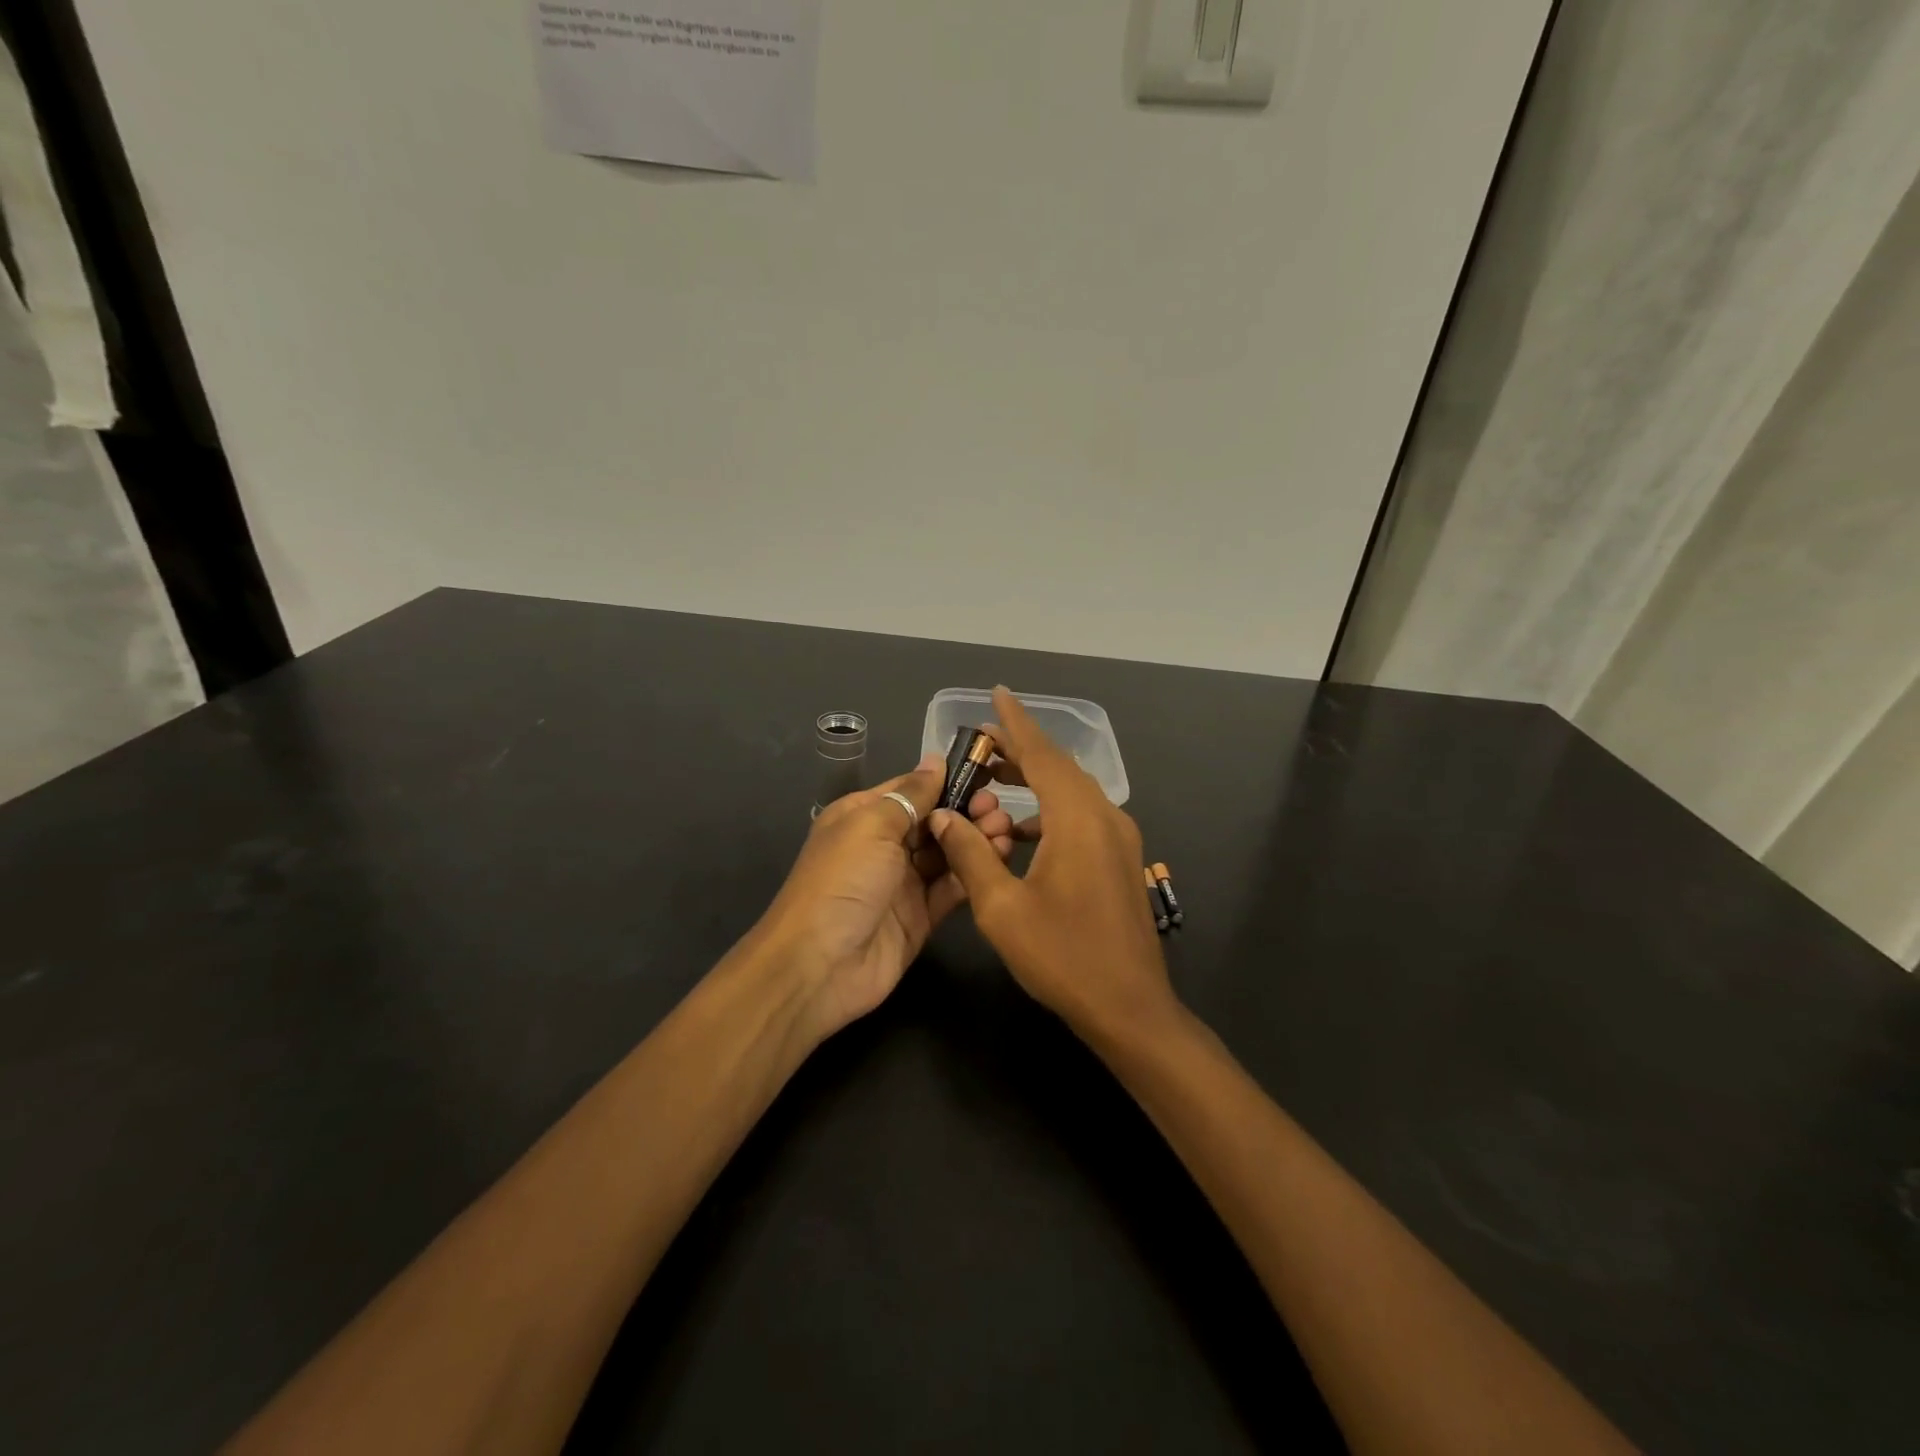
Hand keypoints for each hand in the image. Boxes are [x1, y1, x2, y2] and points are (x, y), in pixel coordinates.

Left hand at [755, 755, 1016, 1040]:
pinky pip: (951, 887)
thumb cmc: (842, 880)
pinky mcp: (921, 916)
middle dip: (967, 810)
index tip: (988, 773)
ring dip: (976, 840)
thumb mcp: (872, 825)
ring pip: (947, 853)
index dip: (948, 780)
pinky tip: (999, 858)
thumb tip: (936, 759)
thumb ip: (911, 794)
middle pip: (934, 820)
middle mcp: (884, 845)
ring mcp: (903, 882)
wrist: (819, 965)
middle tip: (998, 808)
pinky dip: (973, 873)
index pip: (912, 789)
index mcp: (864, 816)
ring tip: (1006, 830)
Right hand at [928, 687, 1175, 1043]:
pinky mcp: (1121, 859)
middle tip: (981, 743)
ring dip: (1034, 781)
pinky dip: (1049, 810)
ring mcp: (1119, 839)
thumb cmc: (1062, 957)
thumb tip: (945, 818)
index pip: (1042, 754)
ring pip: (1072, 792)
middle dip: (1020, 750)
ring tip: (993, 779)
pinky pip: (1081, 816)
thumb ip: (971, 854)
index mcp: (1078, 819)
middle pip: (1058, 768)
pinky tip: (1021, 831)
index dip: (1016, 723)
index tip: (998, 694)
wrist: (1130, 1008)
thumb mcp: (1002, 908)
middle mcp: (1105, 817)